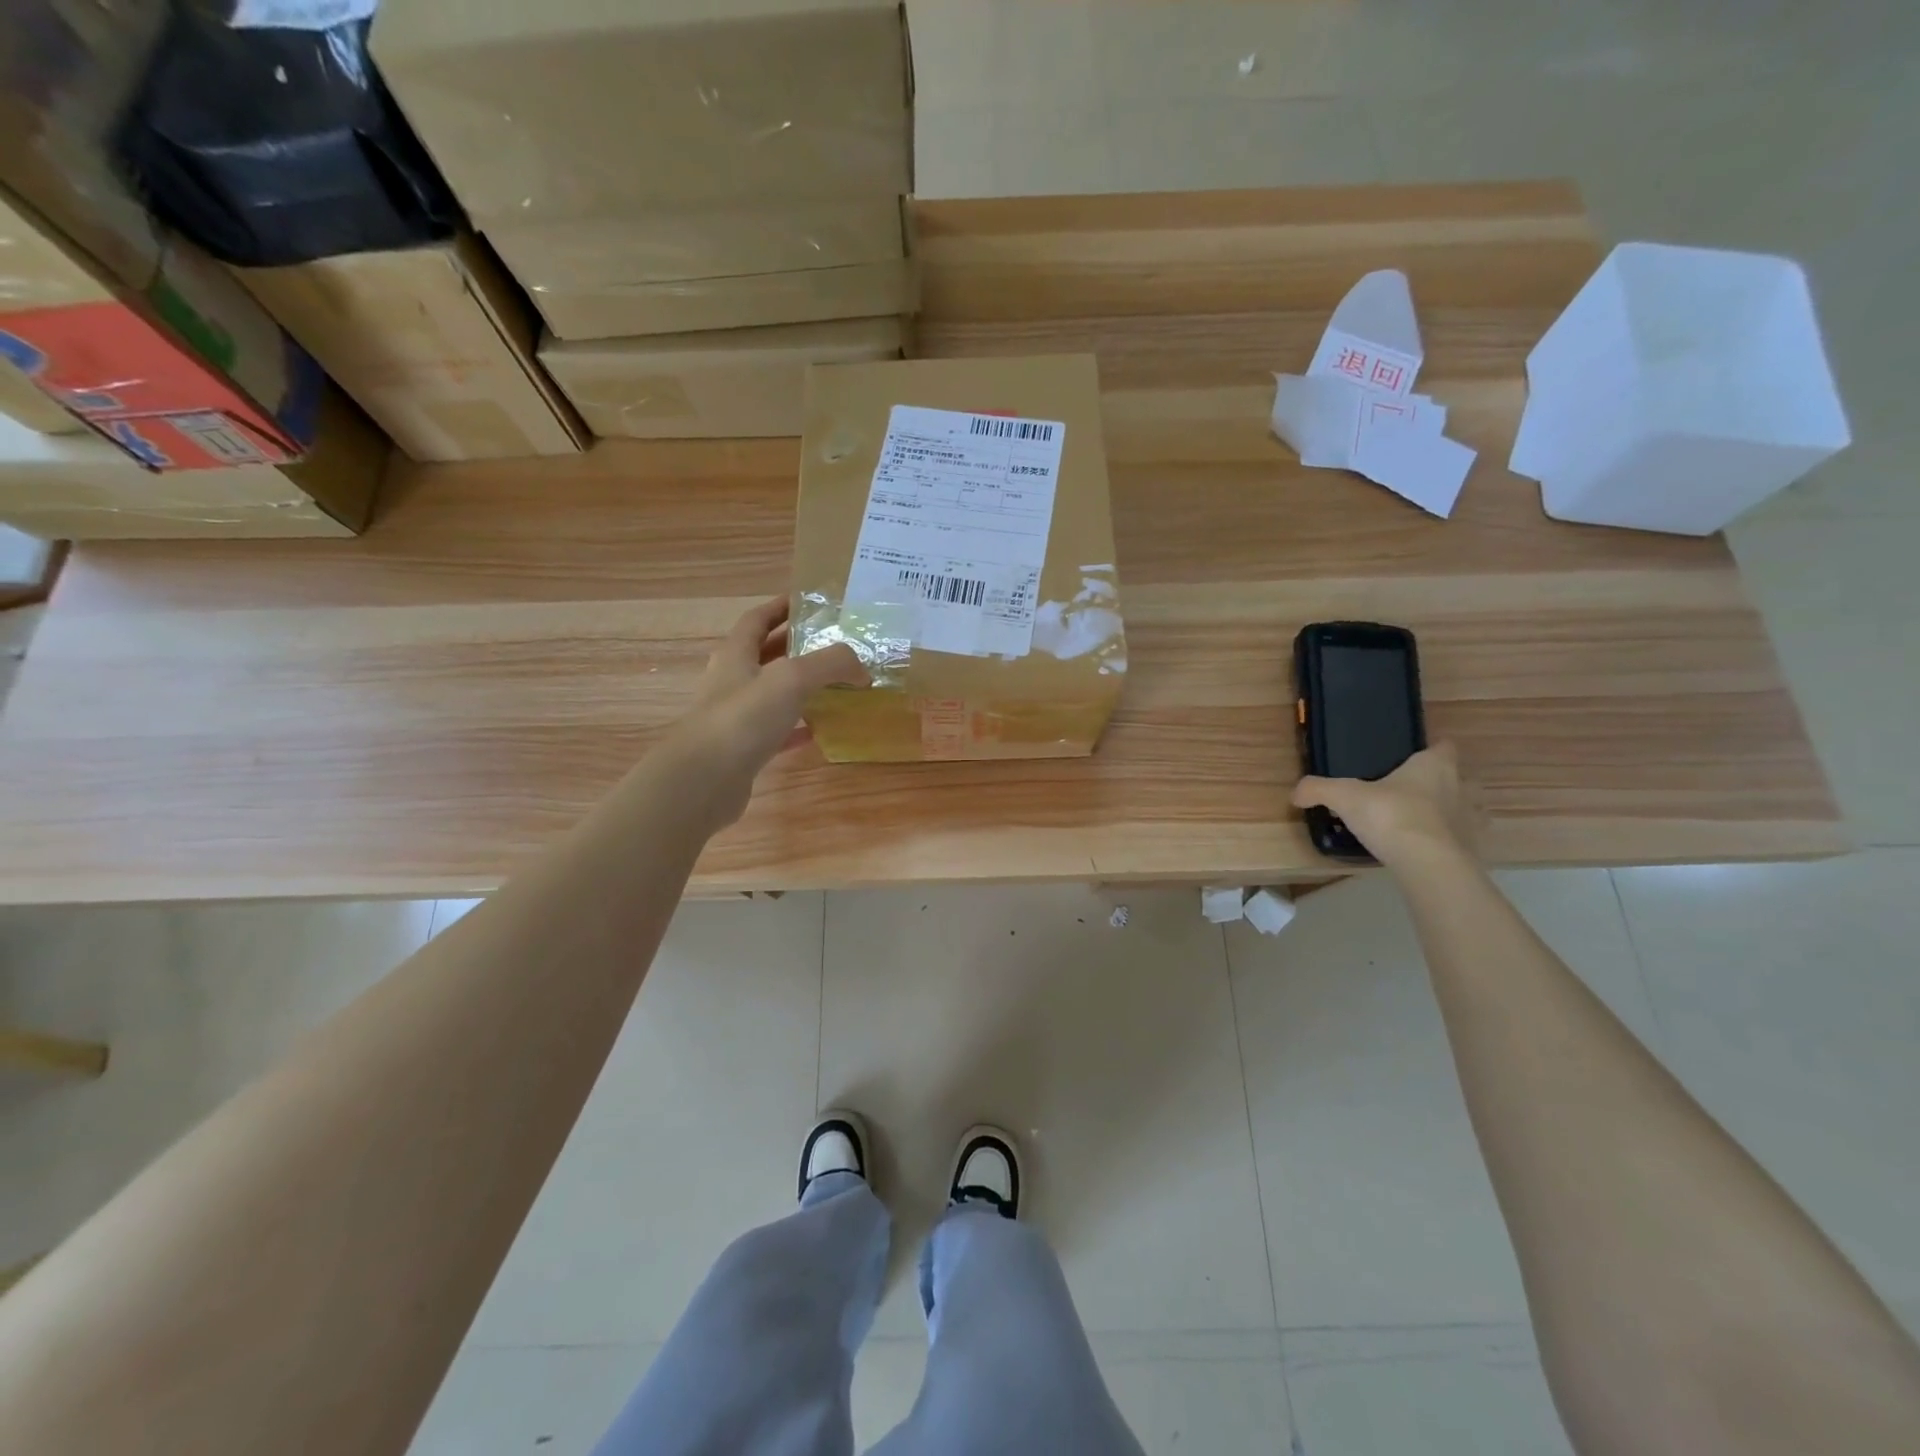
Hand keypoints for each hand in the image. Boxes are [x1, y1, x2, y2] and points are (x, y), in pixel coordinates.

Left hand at [667, 597, 867, 826]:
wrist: (703, 780)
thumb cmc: (743, 718)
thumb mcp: (793, 679)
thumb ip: (831, 665)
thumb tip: (862, 669)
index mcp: (736, 655)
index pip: (757, 619)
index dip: (780, 607)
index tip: (809, 602)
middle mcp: (732, 682)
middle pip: (765, 655)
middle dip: (795, 646)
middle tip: (832, 645)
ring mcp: (735, 718)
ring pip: (772, 694)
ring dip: (799, 688)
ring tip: (834, 685)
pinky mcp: (743, 750)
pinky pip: (776, 732)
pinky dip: (798, 727)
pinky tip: (821, 729)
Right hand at [1292, 743, 1475, 872]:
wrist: (1428, 863)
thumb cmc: (1391, 815)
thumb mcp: (1344, 797)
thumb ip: (1318, 790)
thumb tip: (1295, 793)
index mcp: (1433, 766)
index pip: (1443, 747)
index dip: (1429, 751)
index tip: (1410, 760)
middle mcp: (1460, 786)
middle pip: (1455, 777)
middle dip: (1437, 783)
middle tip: (1406, 793)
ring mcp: (1471, 819)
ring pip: (1463, 808)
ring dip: (1447, 813)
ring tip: (1418, 823)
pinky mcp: (1474, 849)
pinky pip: (1461, 840)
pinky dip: (1447, 842)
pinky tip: (1426, 850)